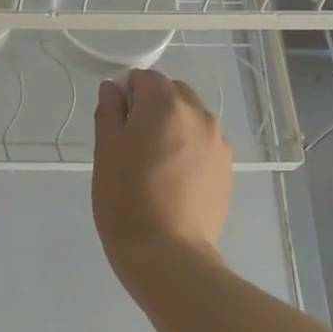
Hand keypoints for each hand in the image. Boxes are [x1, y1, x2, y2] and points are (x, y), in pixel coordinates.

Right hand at [91, 69, 231, 272]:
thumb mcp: (105, 152)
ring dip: (173, 126)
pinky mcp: (227, 167)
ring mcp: (218, 142)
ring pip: (191, 118)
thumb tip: (113, 89)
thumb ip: (109, 112)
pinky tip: (175, 179)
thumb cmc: (126, 199)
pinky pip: (204, 143)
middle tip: (133, 142)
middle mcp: (199, 115)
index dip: (127, 93)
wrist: (168, 254)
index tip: (116, 121)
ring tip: (155, 163)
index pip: (146, 77)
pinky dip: (189, 148)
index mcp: (166, 105)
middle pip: (173, 93)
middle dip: (153, 106)